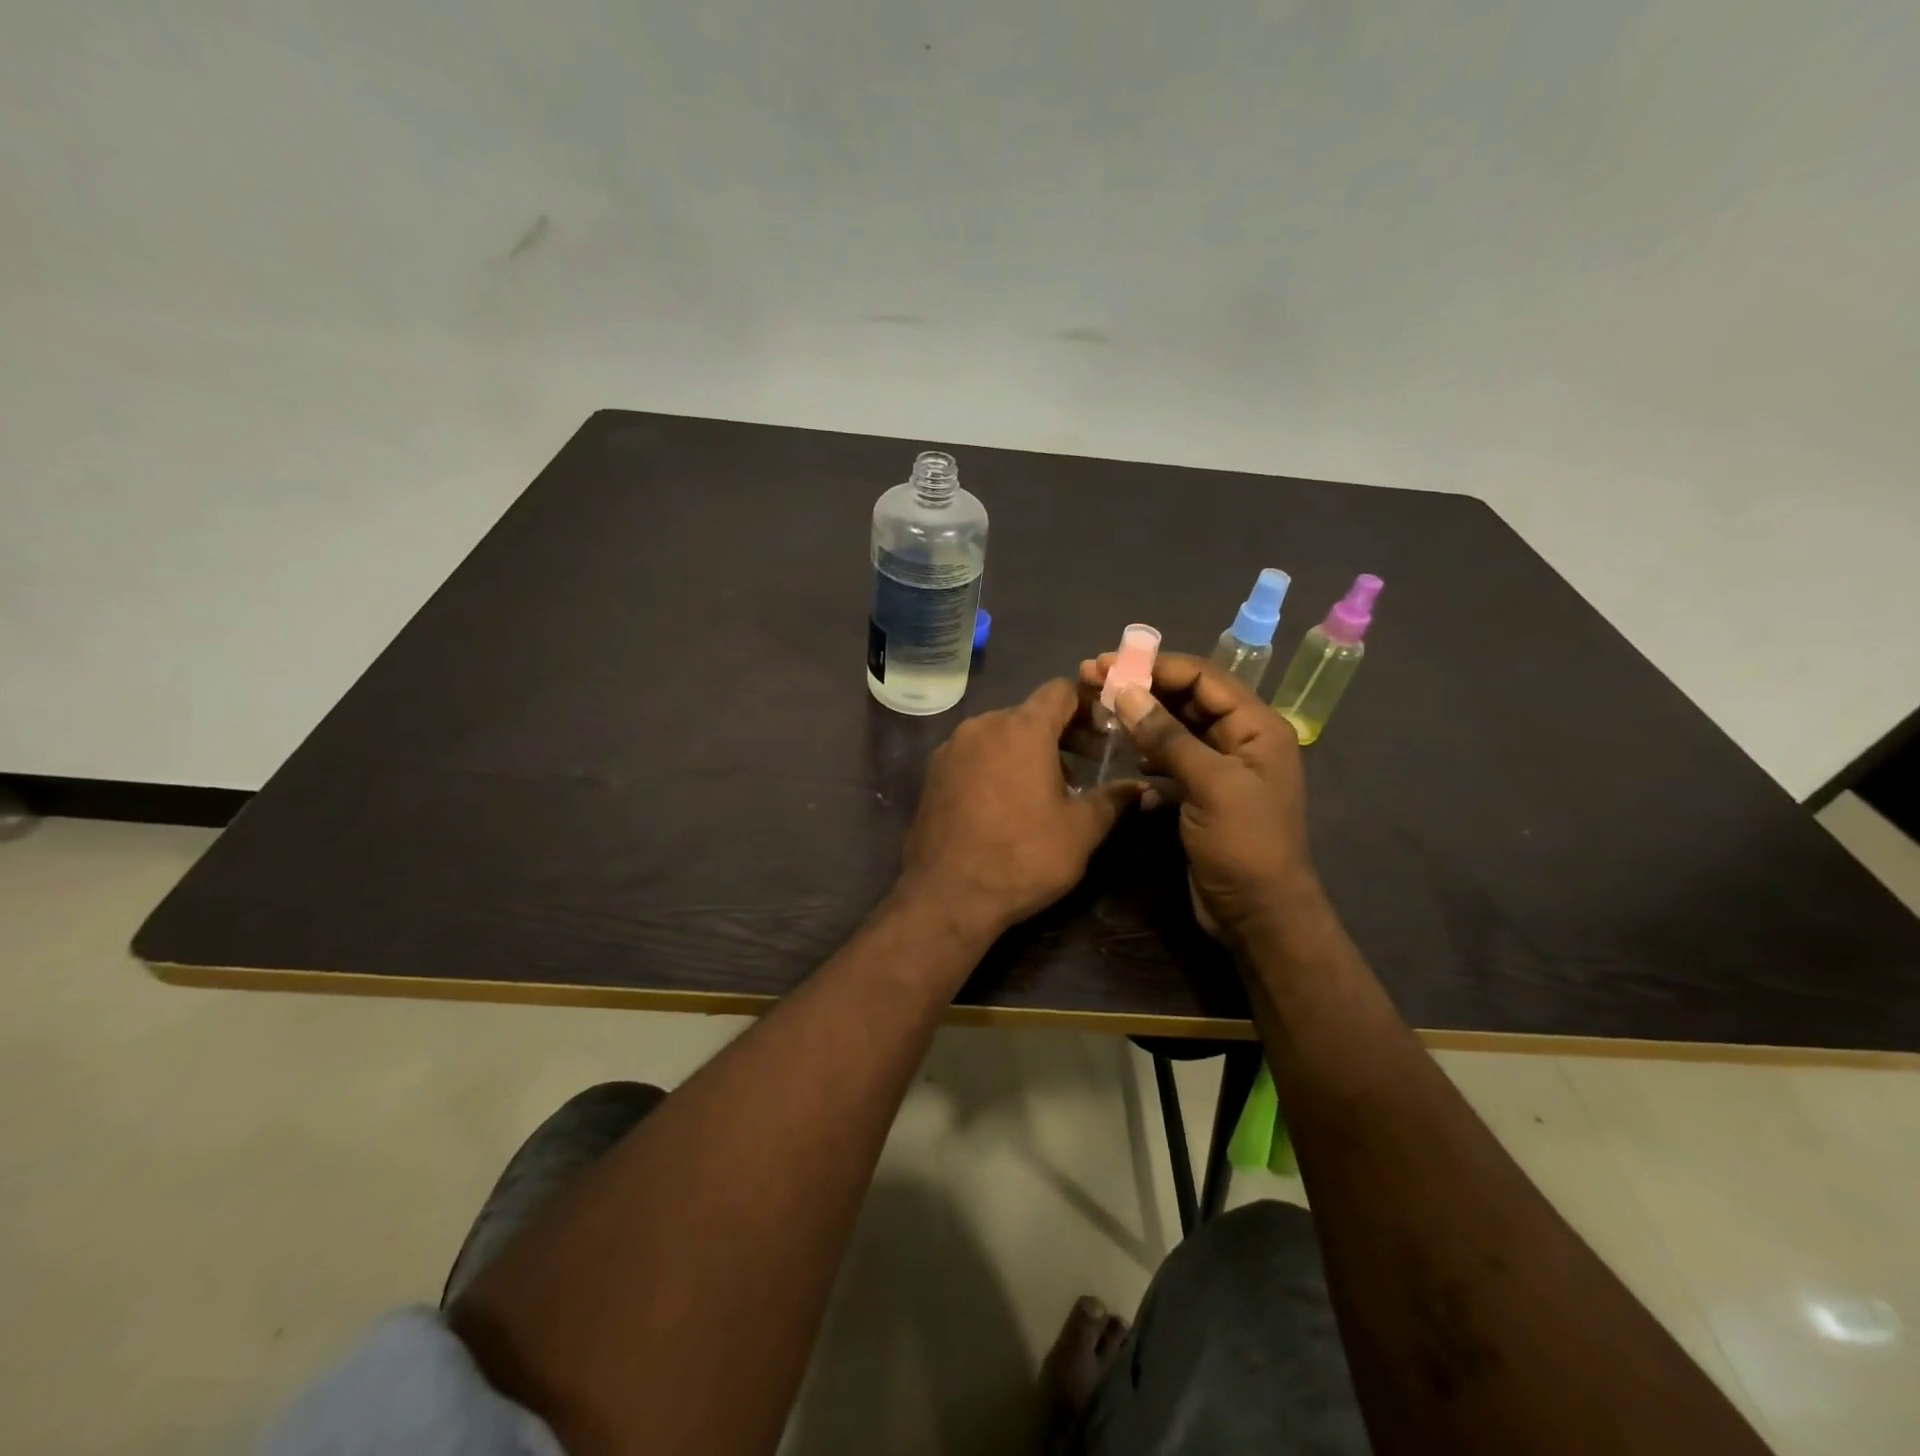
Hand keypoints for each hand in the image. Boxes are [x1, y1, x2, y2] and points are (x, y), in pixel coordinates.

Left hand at [899, 679, 1141, 938]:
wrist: (947, 895)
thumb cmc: (1023, 855)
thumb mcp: (1081, 830)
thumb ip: (1114, 800)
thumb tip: (1145, 789)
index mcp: (1022, 728)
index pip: (1061, 691)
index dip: (1089, 705)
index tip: (1107, 733)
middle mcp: (982, 725)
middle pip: (1030, 713)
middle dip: (1062, 734)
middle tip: (1089, 765)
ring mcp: (952, 749)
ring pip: (1000, 734)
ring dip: (1028, 751)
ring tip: (1049, 789)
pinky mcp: (933, 773)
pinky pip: (975, 755)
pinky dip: (997, 765)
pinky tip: (1008, 802)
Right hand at [1081, 652, 1321, 943]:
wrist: (1257, 915)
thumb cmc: (1244, 845)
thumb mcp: (1210, 785)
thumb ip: (1168, 737)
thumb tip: (1125, 692)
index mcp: (1256, 727)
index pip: (1204, 677)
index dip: (1157, 666)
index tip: (1110, 663)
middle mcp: (1239, 739)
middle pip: (1188, 697)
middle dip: (1143, 686)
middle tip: (1093, 678)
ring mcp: (1219, 767)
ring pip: (1175, 726)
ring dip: (1140, 716)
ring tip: (1098, 707)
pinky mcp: (1200, 792)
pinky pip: (1169, 757)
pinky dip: (1145, 749)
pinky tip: (1119, 748)